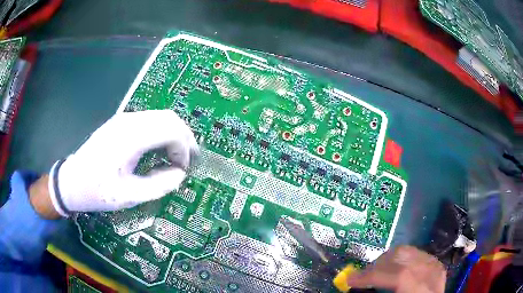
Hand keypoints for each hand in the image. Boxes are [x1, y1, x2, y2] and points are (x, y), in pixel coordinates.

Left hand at [39, 110, 197, 216]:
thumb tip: (179, 174)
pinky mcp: (120, 123)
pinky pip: (149, 121)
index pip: (171, 130)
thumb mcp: (129, 196)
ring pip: (160, 116)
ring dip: (173, 134)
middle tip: (187, 160)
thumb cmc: (98, 190)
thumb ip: (159, 185)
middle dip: (184, 138)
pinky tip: (159, 149)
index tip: (183, 169)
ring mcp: (123, 119)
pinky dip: (161, 133)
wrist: (71, 180)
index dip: (184, 149)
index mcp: (130, 137)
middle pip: (169, 118)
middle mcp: (129, 121)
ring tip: (175, 156)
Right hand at [347, 246, 445, 292]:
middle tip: (362, 276)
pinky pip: (414, 253)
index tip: (350, 279)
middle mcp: (432, 272)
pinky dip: (399, 260)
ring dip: (386, 260)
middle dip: (377, 265)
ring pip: (407, 250)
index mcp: (422, 288)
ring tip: (377, 271)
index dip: (372, 276)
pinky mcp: (435, 262)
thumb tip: (357, 284)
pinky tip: (394, 270)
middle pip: (402, 256)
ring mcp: (435, 264)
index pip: (398, 276)